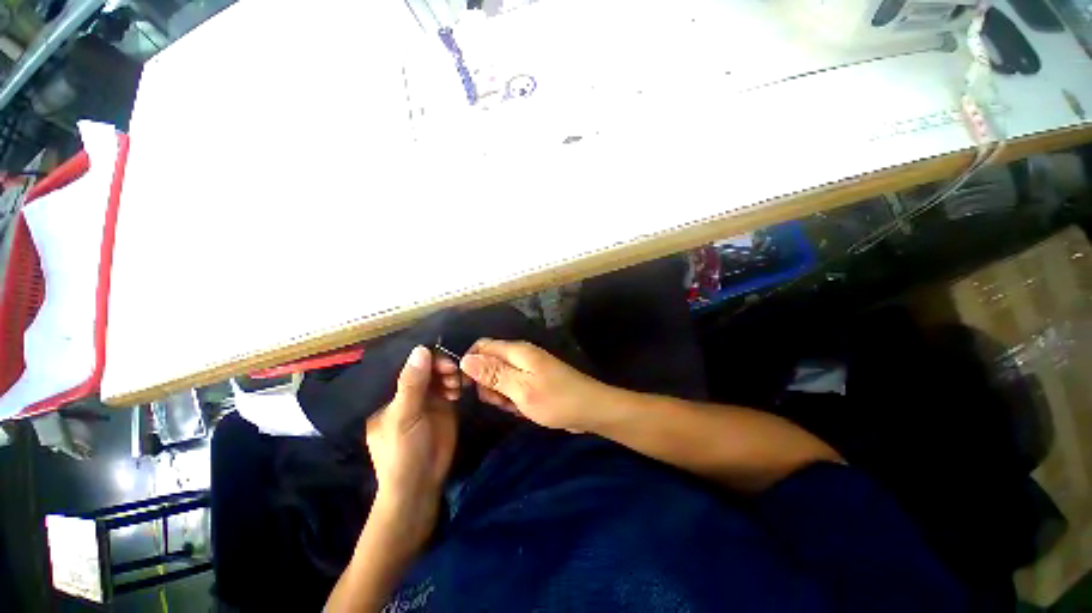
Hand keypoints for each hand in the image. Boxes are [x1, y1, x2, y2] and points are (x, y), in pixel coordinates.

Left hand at [365, 346, 457, 548]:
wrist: (420, 483)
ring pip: (439, 375)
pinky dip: (456, 383)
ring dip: (450, 374)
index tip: (442, 360)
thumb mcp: (404, 416)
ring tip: (456, 385)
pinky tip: (460, 389)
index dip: (424, 359)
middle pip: (425, 368)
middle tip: (453, 372)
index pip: (406, 367)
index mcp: (389, 395)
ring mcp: (427, 399)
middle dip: (440, 366)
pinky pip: (450, 386)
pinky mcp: (443, 406)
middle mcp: (408, 394)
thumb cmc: (402, 451)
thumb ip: (412, 384)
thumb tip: (421, 349)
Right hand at [459, 339, 610, 432]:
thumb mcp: (521, 389)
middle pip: (490, 363)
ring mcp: (529, 369)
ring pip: (500, 378)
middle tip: (500, 401)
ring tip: (514, 407)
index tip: (467, 387)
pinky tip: (522, 410)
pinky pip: (513, 388)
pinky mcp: (534, 381)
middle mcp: (521, 356)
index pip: (482, 346)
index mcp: (517, 351)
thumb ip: (493, 373)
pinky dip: (513, 399)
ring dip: (501, 395)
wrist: (590, 410)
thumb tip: (465, 359)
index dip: (470, 363)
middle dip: (487, 384)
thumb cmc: (556, 399)